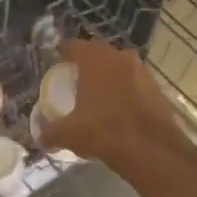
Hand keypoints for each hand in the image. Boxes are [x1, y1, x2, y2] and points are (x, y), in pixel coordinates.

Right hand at [38, 37, 184, 165]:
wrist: (153, 150)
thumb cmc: (105, 132)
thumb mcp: (69, 134)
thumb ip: (49, 133)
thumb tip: (39, 138)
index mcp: (95, 59)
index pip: (73, 46)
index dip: (62, 53)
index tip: (54, 63)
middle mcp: (120, 57)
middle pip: (97, 54)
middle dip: (85, 64)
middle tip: (73, 79)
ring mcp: (142, 70)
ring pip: (118, 67)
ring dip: (107, 76)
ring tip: (95, 95)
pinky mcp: (156, 87)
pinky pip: (133, 82)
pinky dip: (124, 90)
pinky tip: (117, 108)